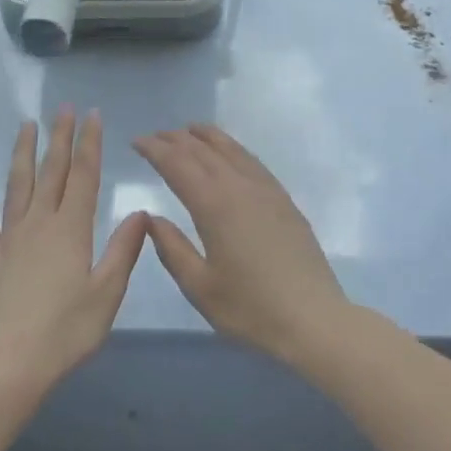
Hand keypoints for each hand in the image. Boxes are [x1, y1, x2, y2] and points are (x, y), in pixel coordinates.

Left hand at [0, 108, 148, 394]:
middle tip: (63, 107)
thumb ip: (123, 251)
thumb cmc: (64, 333)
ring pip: (17, 185)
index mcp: (71, 230)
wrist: (4, 366)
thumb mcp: (106, 294)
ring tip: (27, 125)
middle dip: (60, 137)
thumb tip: (141, 212)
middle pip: (52, 171)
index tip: (92, 114)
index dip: (90, 143)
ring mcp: (9, 238)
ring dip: (23, 153)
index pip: (84, 176)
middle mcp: (39, 224)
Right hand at [134, 125, 351, 368]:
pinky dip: (231, 147)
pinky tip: (228, 153)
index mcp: (214, 204)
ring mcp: (265, 189)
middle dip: (175, 139)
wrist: (314, 319)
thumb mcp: (200, 287)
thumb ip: (171, 248)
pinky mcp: (283, 198)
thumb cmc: (251, 309)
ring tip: (187, 131)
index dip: (155, 149)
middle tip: (154, 137)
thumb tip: (150, 218)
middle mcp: (239, 185)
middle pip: (202, 150)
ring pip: (230, 148)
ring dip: (204, 136)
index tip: (136, 142)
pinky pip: (250, 159)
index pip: (177, 164)